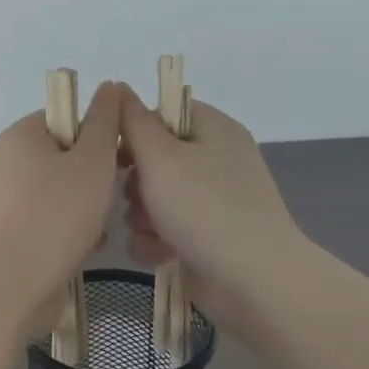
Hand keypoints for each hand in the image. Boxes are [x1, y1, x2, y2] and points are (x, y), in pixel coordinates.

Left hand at [0, 81, 122, 304]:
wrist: (14, 280)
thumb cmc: (58, 212)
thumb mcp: (93, 160)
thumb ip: (105, 121)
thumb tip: (111, 86)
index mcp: (20, 134)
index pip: (66, 118)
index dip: (98, 135)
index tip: (120, 159)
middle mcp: (4, 160)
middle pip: (63, 157)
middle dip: (93, 178)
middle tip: (113, 197)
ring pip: (57, 191)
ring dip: (84, 207)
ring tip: (98, 229)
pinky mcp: (3, 230)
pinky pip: (44, 218)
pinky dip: (65, 229)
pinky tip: (82, 248)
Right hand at [118, 93, 305, 327]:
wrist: (253, 281)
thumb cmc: (204, 208)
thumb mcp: (160, 157)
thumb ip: (134, 122)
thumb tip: (119, 87)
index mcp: (214, 129)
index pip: (163, 113)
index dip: (134, 130)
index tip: (115, 153)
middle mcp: (216, 160)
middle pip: (155, 158)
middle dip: (135, 182)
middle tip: (136, 197)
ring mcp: (214, 200)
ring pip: (155, 197)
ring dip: (141, 216)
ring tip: (150, 231)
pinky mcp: (208, 236)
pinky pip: (167, 228)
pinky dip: (156, 240)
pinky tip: (158, 253)